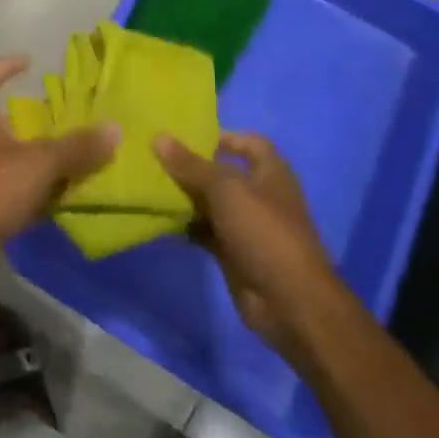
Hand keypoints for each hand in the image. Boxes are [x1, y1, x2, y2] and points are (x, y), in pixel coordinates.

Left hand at [0, 56, 119, 256]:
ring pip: (11, 158)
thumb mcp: (39, 163)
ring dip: (38, 157)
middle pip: (0, 119)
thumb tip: (114, 128)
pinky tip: (64, 199)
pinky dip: (38, 193)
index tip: (29, 62)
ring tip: (74, 157)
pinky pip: (15, 192)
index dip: (4, 66)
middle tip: (65, 117)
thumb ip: (77, 148)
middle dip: (31, 117)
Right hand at [155, 131, 342, 356]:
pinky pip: (205, 230)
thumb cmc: (264, 232)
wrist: (289, 301)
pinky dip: (186, 225)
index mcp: (270, 173)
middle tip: (154, 158)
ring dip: (185, 196)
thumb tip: (159, 138)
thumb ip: (191, 165)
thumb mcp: (226, 191)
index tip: (186, 136)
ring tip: (149, 185)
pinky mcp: (233, 252)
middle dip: (192, 166)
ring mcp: (246, 225)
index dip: (222, 136)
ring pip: (210, 203)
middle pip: (222, 173)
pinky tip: (159, 219)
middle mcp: (259, 195)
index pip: (248, 143)